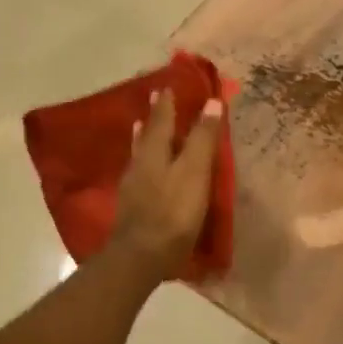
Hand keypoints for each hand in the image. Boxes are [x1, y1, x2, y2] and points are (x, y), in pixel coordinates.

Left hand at [112, 89, 224, 277]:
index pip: (163, 118)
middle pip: (148, 133)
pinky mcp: (131, 206)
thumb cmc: (172, 212)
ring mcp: (133, 185)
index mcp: (156, 151)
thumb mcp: (195, 172)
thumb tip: (211, 102)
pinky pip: (138, 171)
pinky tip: (141, 167)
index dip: (168, 102)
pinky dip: (142, 159)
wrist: (139, 258)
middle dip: (154, 115)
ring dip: (144, 136)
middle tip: (156, 97)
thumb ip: (202, 138)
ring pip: (140, 151)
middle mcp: (140, 162)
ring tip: (141, 124)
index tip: (168, 84)